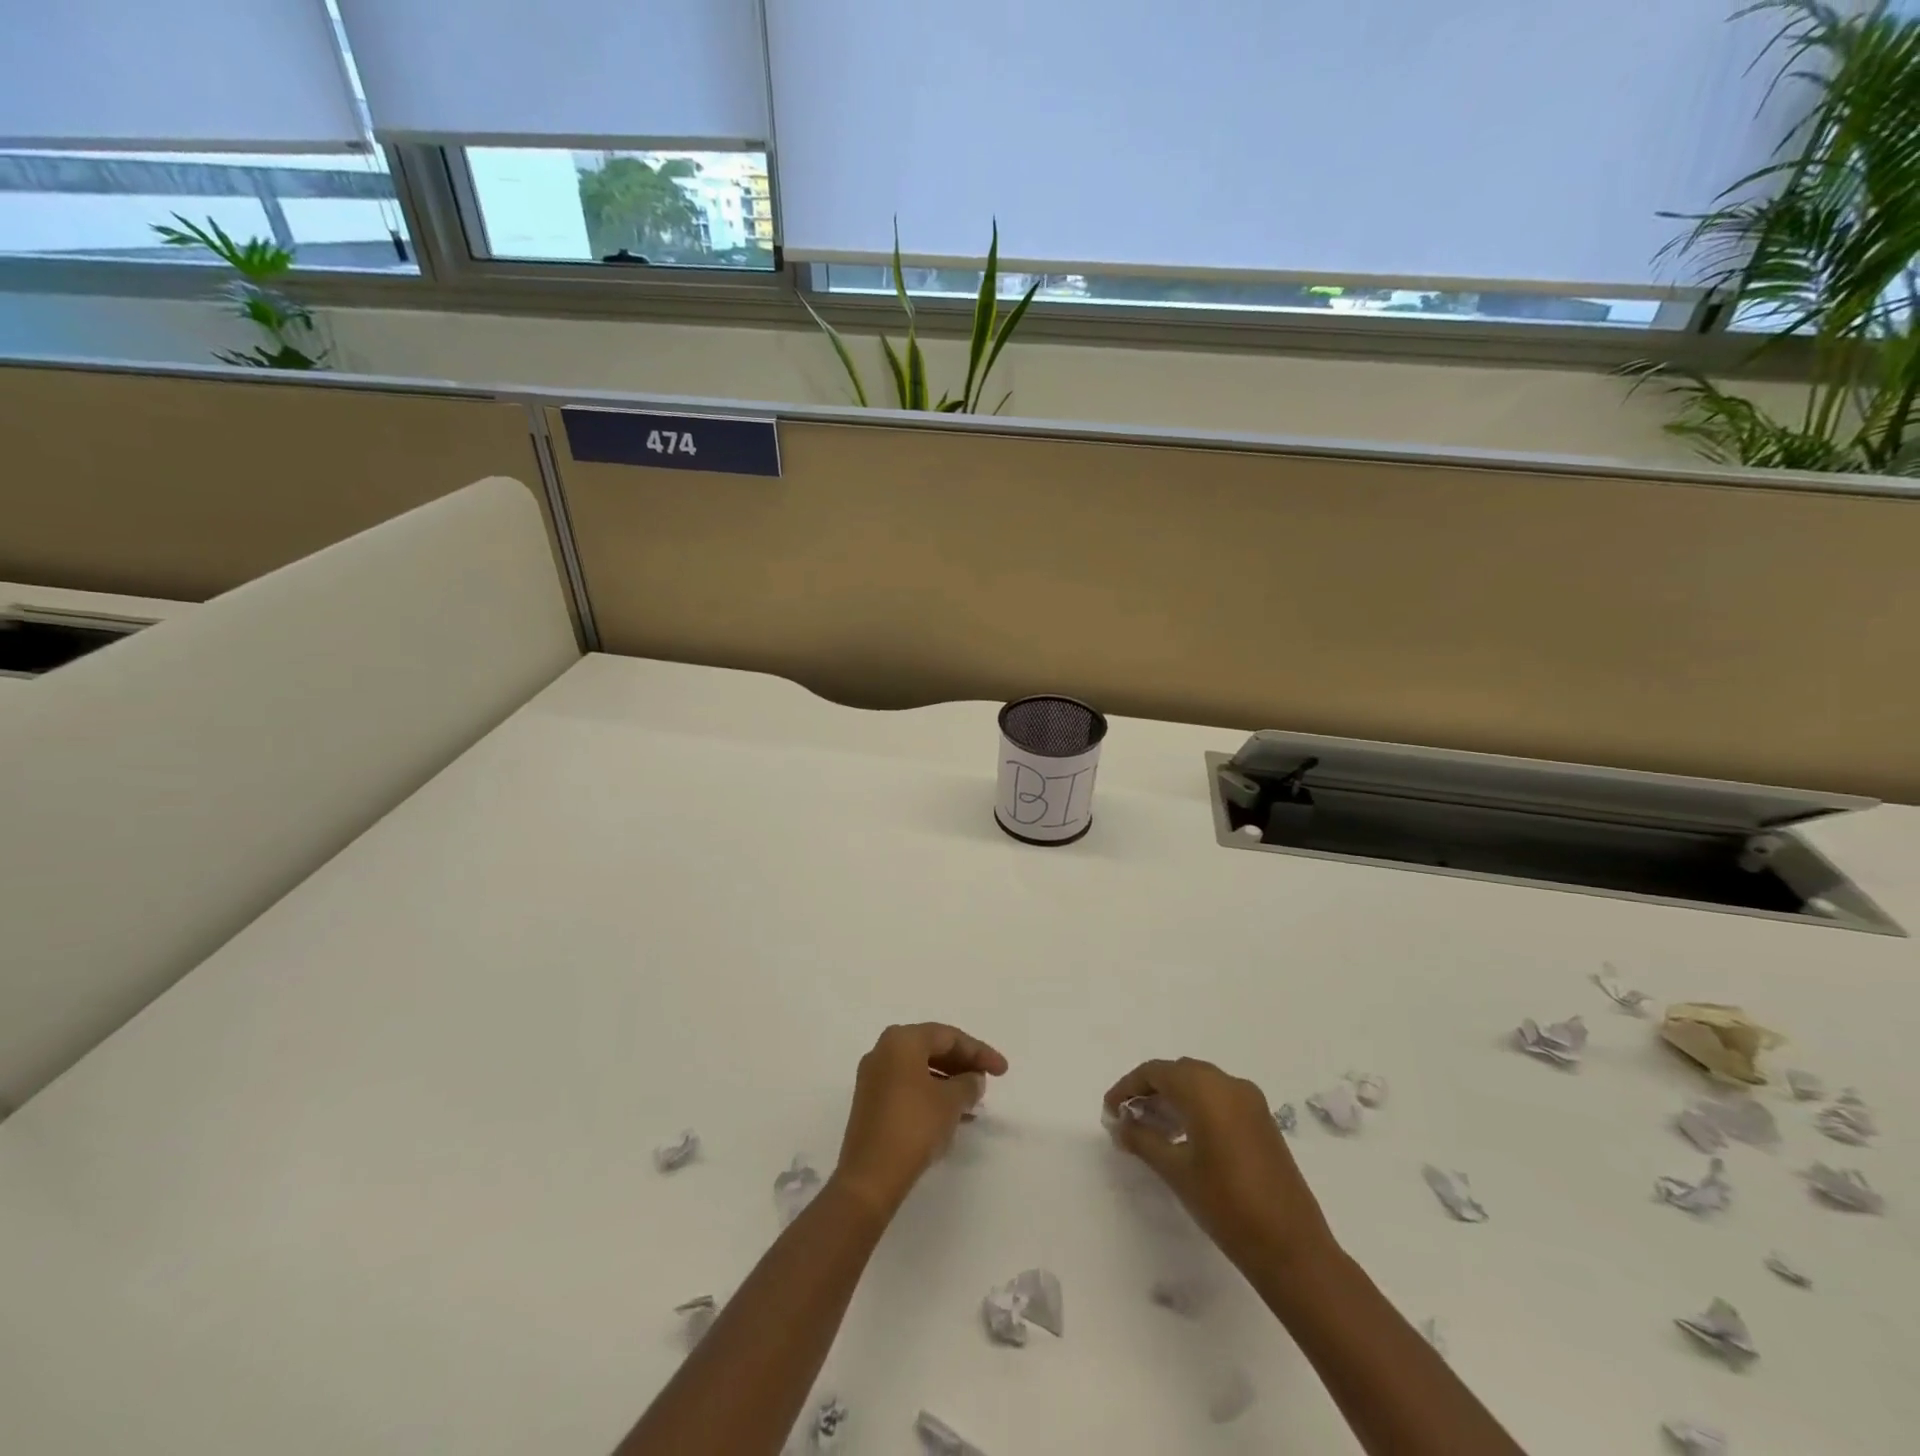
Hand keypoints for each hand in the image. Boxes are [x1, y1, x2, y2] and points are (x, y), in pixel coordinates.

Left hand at [832, 1023, 1008, 1218]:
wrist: (869, 1177)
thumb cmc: (914, 1126)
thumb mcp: (951, 1102)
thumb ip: (968, 1084)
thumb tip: (973, 1079)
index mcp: (901, 1040)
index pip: (948, 1036)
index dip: (979, 1051)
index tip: (1003, 1070)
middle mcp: (883, 1051)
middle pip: (931, 1049)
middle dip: (962, 1064)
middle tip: (988, 1080)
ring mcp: (874, 1078)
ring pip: (920, 1070)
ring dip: (948, 1082)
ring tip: (974, 1101)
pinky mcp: (871, 1104)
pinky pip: (908, 1088)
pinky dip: (931, 1095)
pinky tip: (953, 1116)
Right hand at [1105, 1057, 1335, 1269]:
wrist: (1291, 1247)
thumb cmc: (1226, 1204)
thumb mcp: (1175, 1171)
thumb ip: (1142, 1140)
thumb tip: (1119, 1125)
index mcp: (1205, 1089)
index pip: (1155, 1072)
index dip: (1127, 1087)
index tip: (1109, 1110)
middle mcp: (1229, 1084)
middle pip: (1178, 1073)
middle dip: (1149, 1090)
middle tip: (1127, 1118)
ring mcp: (1250, 1102)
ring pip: (1200, 1084)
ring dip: (1173, 1098)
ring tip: (1150, 1129)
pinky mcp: (1262, 1121)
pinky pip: (1220, 1099)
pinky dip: (1196, 1107)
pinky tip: (1183, 1137)